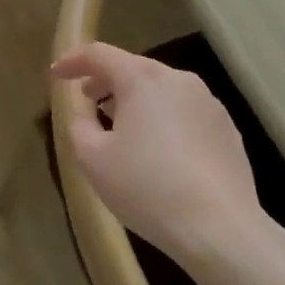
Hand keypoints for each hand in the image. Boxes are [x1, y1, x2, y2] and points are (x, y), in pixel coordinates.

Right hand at [49, 42, 263, 263]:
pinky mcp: (227, 129)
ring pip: (161, 90)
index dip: (73, 61)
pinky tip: (159, 151)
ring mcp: (208, 103)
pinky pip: (184, 112)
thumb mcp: (93, 159)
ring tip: (122, 127)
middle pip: (133, 68)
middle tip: (88, 100)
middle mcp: (177, 79)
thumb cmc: (147, 188)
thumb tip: (85, 113)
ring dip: (137, 101)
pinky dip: (164, 119)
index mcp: (142, 78)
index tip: (56, 73)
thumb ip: (80, 125)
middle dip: (106, 81)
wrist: (220, 230)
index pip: (99, 54)